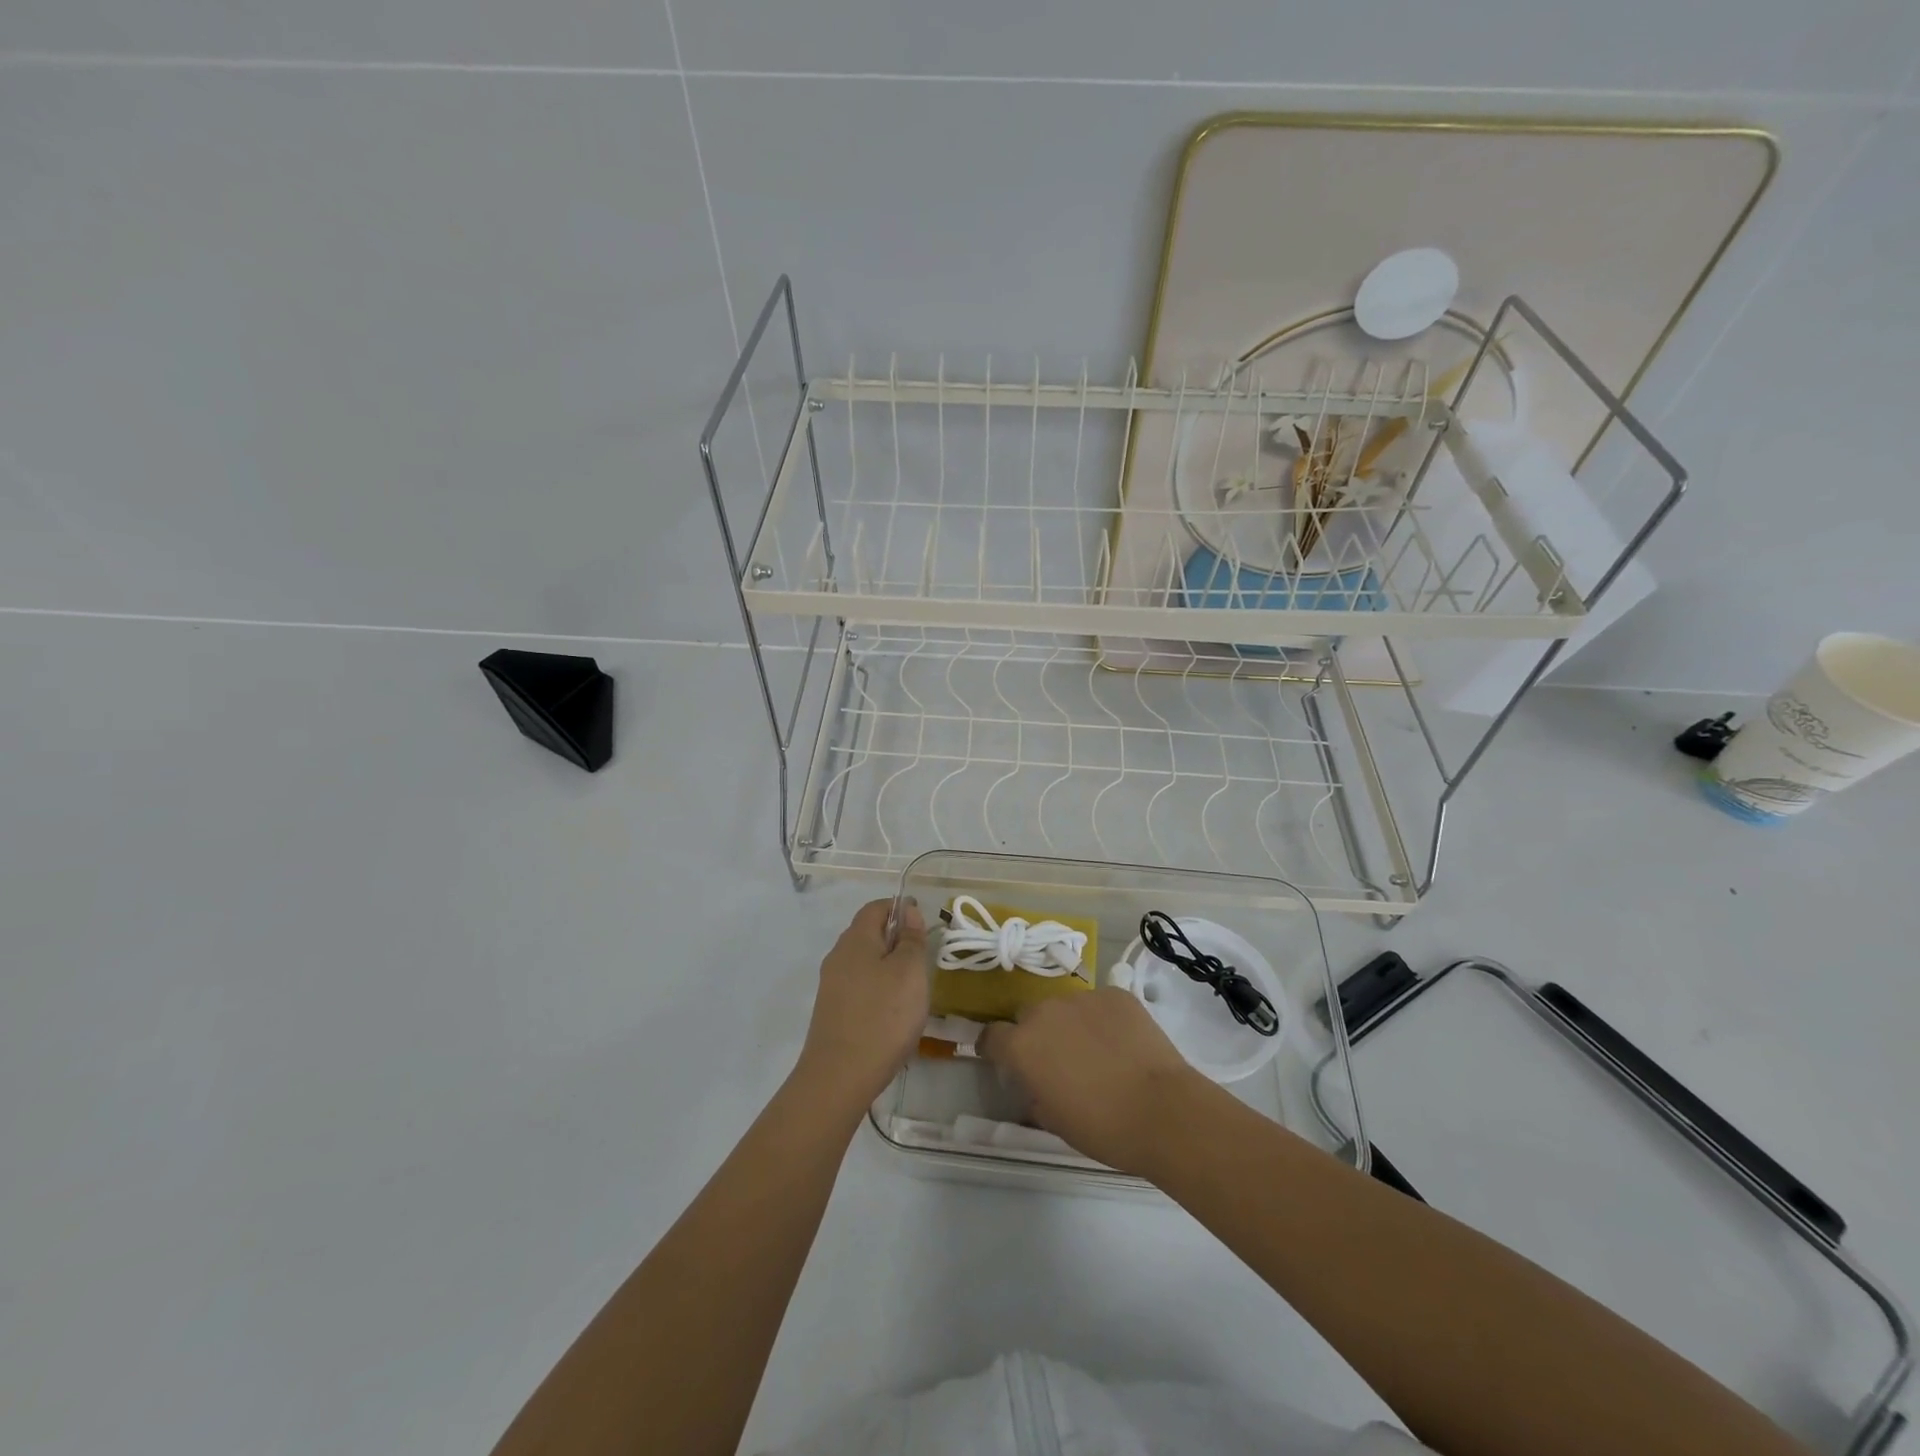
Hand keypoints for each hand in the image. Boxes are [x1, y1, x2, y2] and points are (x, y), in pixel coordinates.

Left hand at [794, 899, 928, 1113]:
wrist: (839, 1077)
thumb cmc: (883, 1016)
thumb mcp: (910, 972)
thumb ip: (911, 939)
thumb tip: (908, 911)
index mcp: (855, 939)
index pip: (876, 908)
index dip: (900, 908)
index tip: (924, 924)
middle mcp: (838, 956)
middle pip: (868, 934)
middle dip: (896, 939)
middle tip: (923, 959)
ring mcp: (832, 986)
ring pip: (864, 963)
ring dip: (888, 967)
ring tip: (913, 989)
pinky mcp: (832, 1012)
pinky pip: (859, 987)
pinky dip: (878, 990)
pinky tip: (893, 1013)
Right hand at [979, 988, 1212, 1172]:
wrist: (1163, 1111)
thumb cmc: (1103, 1127)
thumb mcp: (1054, 1121)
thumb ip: (1034, 1096)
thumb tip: (1034, 1086)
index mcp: (1022, 1045)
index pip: (991, 1036)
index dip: (995, 1048)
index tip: (1005, 1061)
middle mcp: (1045, 1012)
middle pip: (1029, 1016)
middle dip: (1036, 1034)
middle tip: (1057, 1060)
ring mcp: (1082, 998)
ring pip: (1065, 1007)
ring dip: (1071, 1024)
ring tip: (1096, 1051)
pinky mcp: (1116, 994)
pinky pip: (1099, 1003)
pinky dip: (1103, 1019)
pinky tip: (1122, 1043)